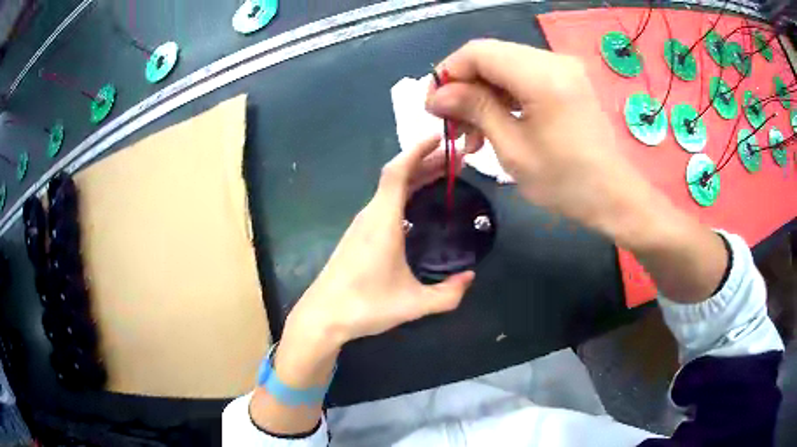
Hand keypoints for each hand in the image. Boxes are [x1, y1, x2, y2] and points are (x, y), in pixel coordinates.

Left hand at [287, 136, 474, 349]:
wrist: (323, 316)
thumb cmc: (365, 306)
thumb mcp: (414, 304)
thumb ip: (447, 294)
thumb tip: (469, 278)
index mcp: (382, 221)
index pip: (398, 172)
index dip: (417, 150)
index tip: (439, 138)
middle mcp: (370, 216)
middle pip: (397, 176)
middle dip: (426, 162)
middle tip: (454, 159)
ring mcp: (361, 225)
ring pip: (390, 189)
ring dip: (415, 176)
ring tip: (441, 174)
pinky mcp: (357, 236)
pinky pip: (384, 203)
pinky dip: (404, 192)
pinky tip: (417, 202)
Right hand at [425, 39, 725, 302]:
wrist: (614, 197)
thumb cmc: (566, 182)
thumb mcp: (512, 149)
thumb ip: (474, 109)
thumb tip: (437, 95)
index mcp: (541, 76)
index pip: (477, 52)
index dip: (448, 74)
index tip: (434, 106)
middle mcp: (553, 60)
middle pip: (490, 56)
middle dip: (464, 86)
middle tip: (452, 124)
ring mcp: (563, 68)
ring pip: (505, 66)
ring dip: (483, 94)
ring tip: (472, 134)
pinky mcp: (567, 79)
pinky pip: (524, 77)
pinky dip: (504, 96)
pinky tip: (496, 123)